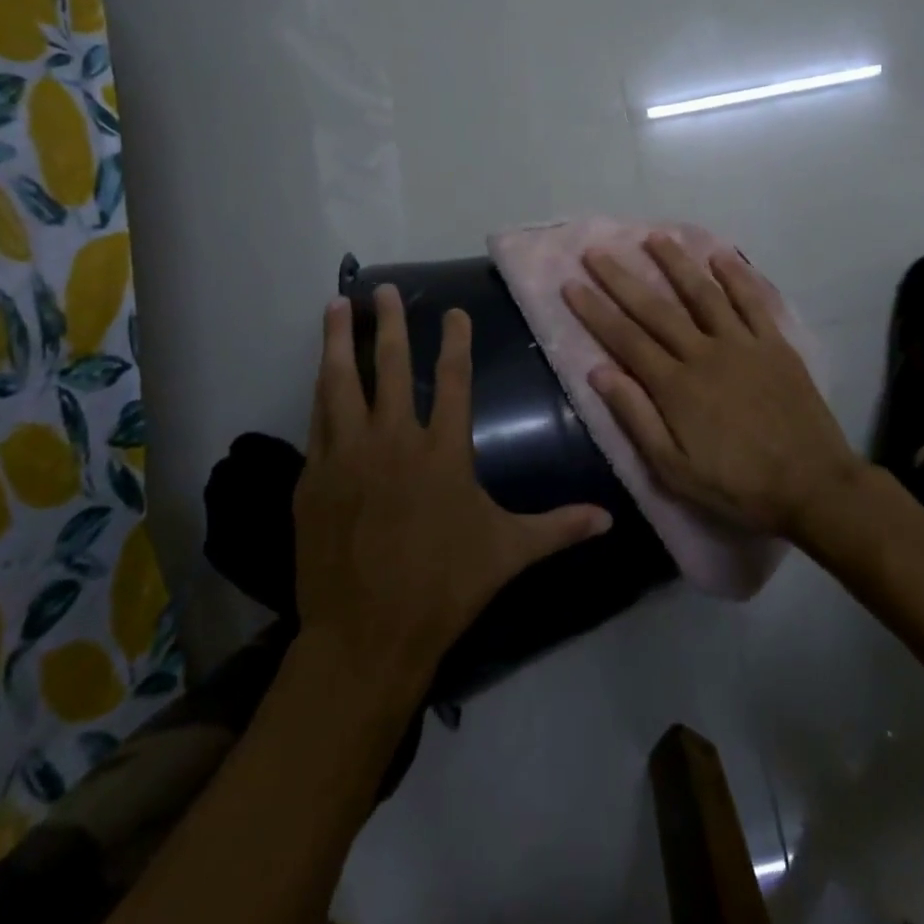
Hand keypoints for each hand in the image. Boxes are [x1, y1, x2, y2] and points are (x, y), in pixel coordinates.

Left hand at [295, 287, 612, 679]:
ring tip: (336, 305)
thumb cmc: (444, 586)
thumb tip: (610, 520)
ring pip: (341, 383)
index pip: (452, 379)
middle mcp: (392, 440)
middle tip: (382, 288)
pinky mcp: (314, 479)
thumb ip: (558, 527)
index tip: (452, 311)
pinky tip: (319, 374)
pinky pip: (317, 421)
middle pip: (389, 366)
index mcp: (442, 450)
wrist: (366, 635)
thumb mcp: (508, 552)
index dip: (454, 341)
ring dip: (339, 341)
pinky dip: (320, 392)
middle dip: (388, 323)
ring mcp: (346, 456)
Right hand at [562, 235, 858, 539]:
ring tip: (653, 237)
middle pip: (655, 309)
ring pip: (702, 293)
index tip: (571, 284)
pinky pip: (752, 301)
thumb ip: (636, 417)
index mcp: (675, 386)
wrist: (811, 486)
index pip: (625, 339)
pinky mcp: (774, 344)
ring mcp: (742, 344)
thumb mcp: (674, 469)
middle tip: (597, 252)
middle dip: (622, 279)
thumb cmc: (737, 485)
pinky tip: (720, 254)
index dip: (595, 310)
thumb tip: (599, 372)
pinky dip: (736, 275)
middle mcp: (704, 353)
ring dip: (676, 263)